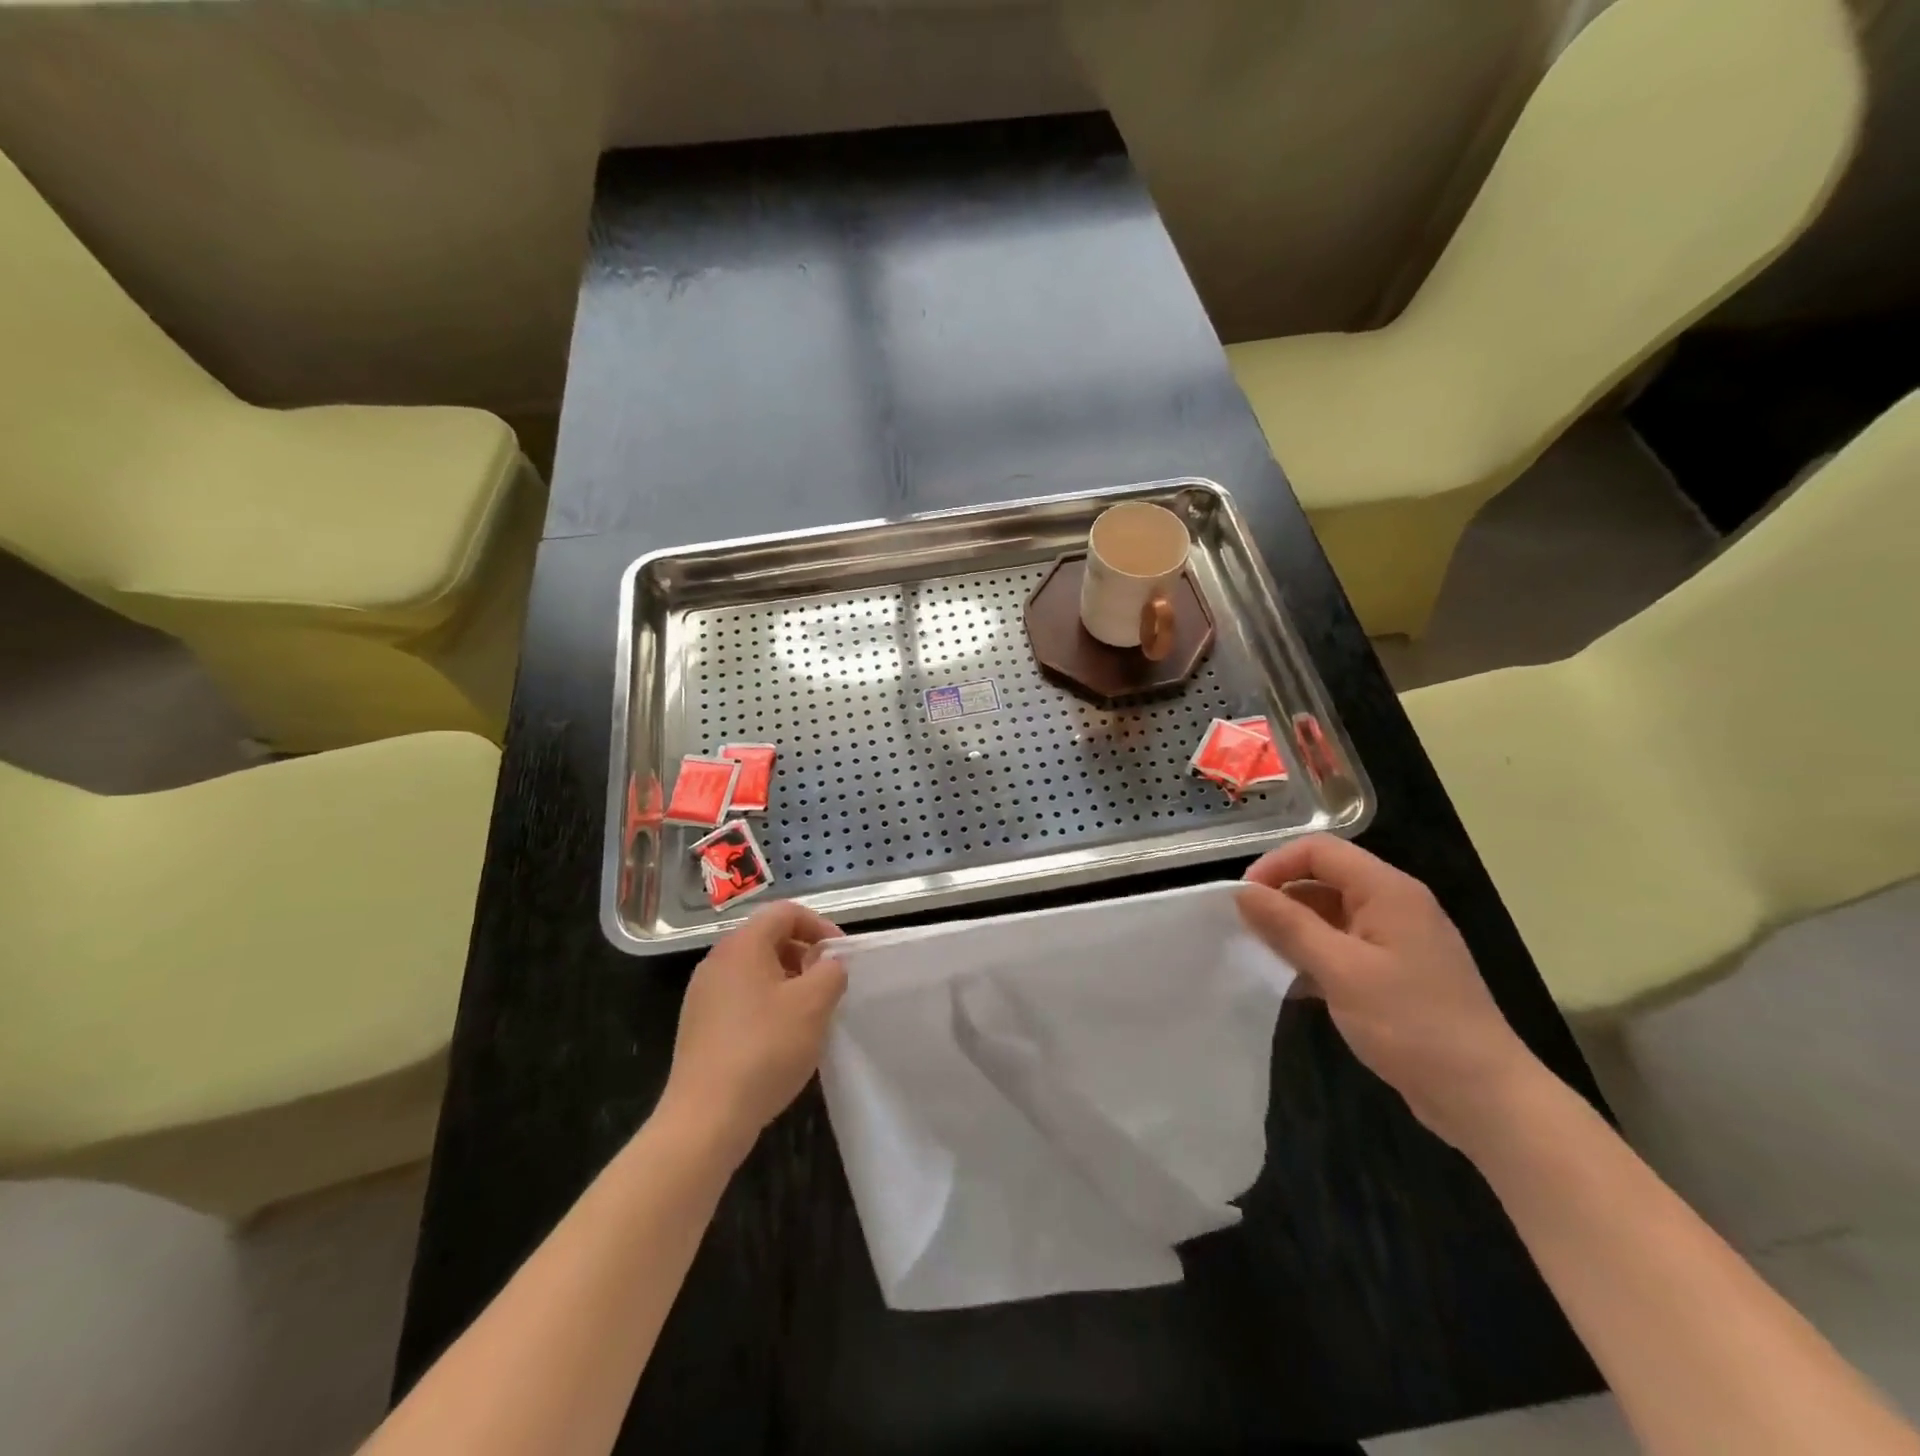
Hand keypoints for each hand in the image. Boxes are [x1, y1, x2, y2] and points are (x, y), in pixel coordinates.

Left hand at [660, 902, 845, 1161]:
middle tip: (828, 985)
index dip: (819, 925)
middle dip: (805, 955)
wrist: (706, 1117)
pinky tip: (781, 1039)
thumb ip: (831, 971)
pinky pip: (741, 998)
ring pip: (755, 971)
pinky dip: (767, 1005)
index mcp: (742, 944)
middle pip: (768, 938)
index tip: (841, 956)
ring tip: (810, 1014)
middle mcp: (717, 961)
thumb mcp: (814, 1004)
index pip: (785, 912)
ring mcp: (703, 995)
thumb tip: (828, 963)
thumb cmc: (765, 1048)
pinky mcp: (699, 1026)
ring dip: (788, 982)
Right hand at [1237, 836, 1545, 1151]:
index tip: (1243, 900)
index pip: (1319, 850)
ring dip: (1296, 929)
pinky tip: (1294, 984)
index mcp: (1388, 891)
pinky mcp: (1397, 972)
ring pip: (1331, 914)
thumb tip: (1242, 891)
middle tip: (1247, 931)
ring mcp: (1398, 939)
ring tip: (1265, 957)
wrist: (1485, 1098)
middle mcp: (1395, 904)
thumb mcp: (1341, 970)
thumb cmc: (1412, 1024)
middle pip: (1325, 878)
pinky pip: (1344, 945)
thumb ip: (1288, 925)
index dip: (1275, 865)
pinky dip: (1315, 955)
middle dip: (1282, 898)